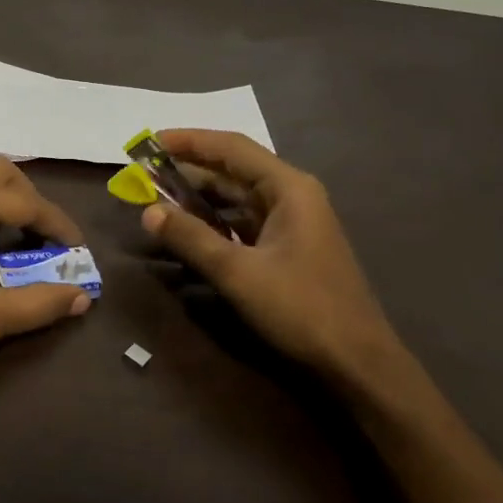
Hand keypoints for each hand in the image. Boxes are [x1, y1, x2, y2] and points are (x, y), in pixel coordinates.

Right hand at [139, 129, 407, 392]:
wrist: (357, 361)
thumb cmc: (301, 308)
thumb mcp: (238, 272)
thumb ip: (191, 238)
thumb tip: (147, 211)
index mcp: (288, 188)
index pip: (232, 148)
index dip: (189, 141)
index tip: (150, 141)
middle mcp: (292, 195)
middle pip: (233, 170)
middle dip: (189, 170)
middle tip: (144, 172)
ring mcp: (292, 222)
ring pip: (237, 198)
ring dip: (199, 197)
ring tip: (158, 197)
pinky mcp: (288, 247)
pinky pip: (243, 222)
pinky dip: (214, 221)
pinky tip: (188, 228)